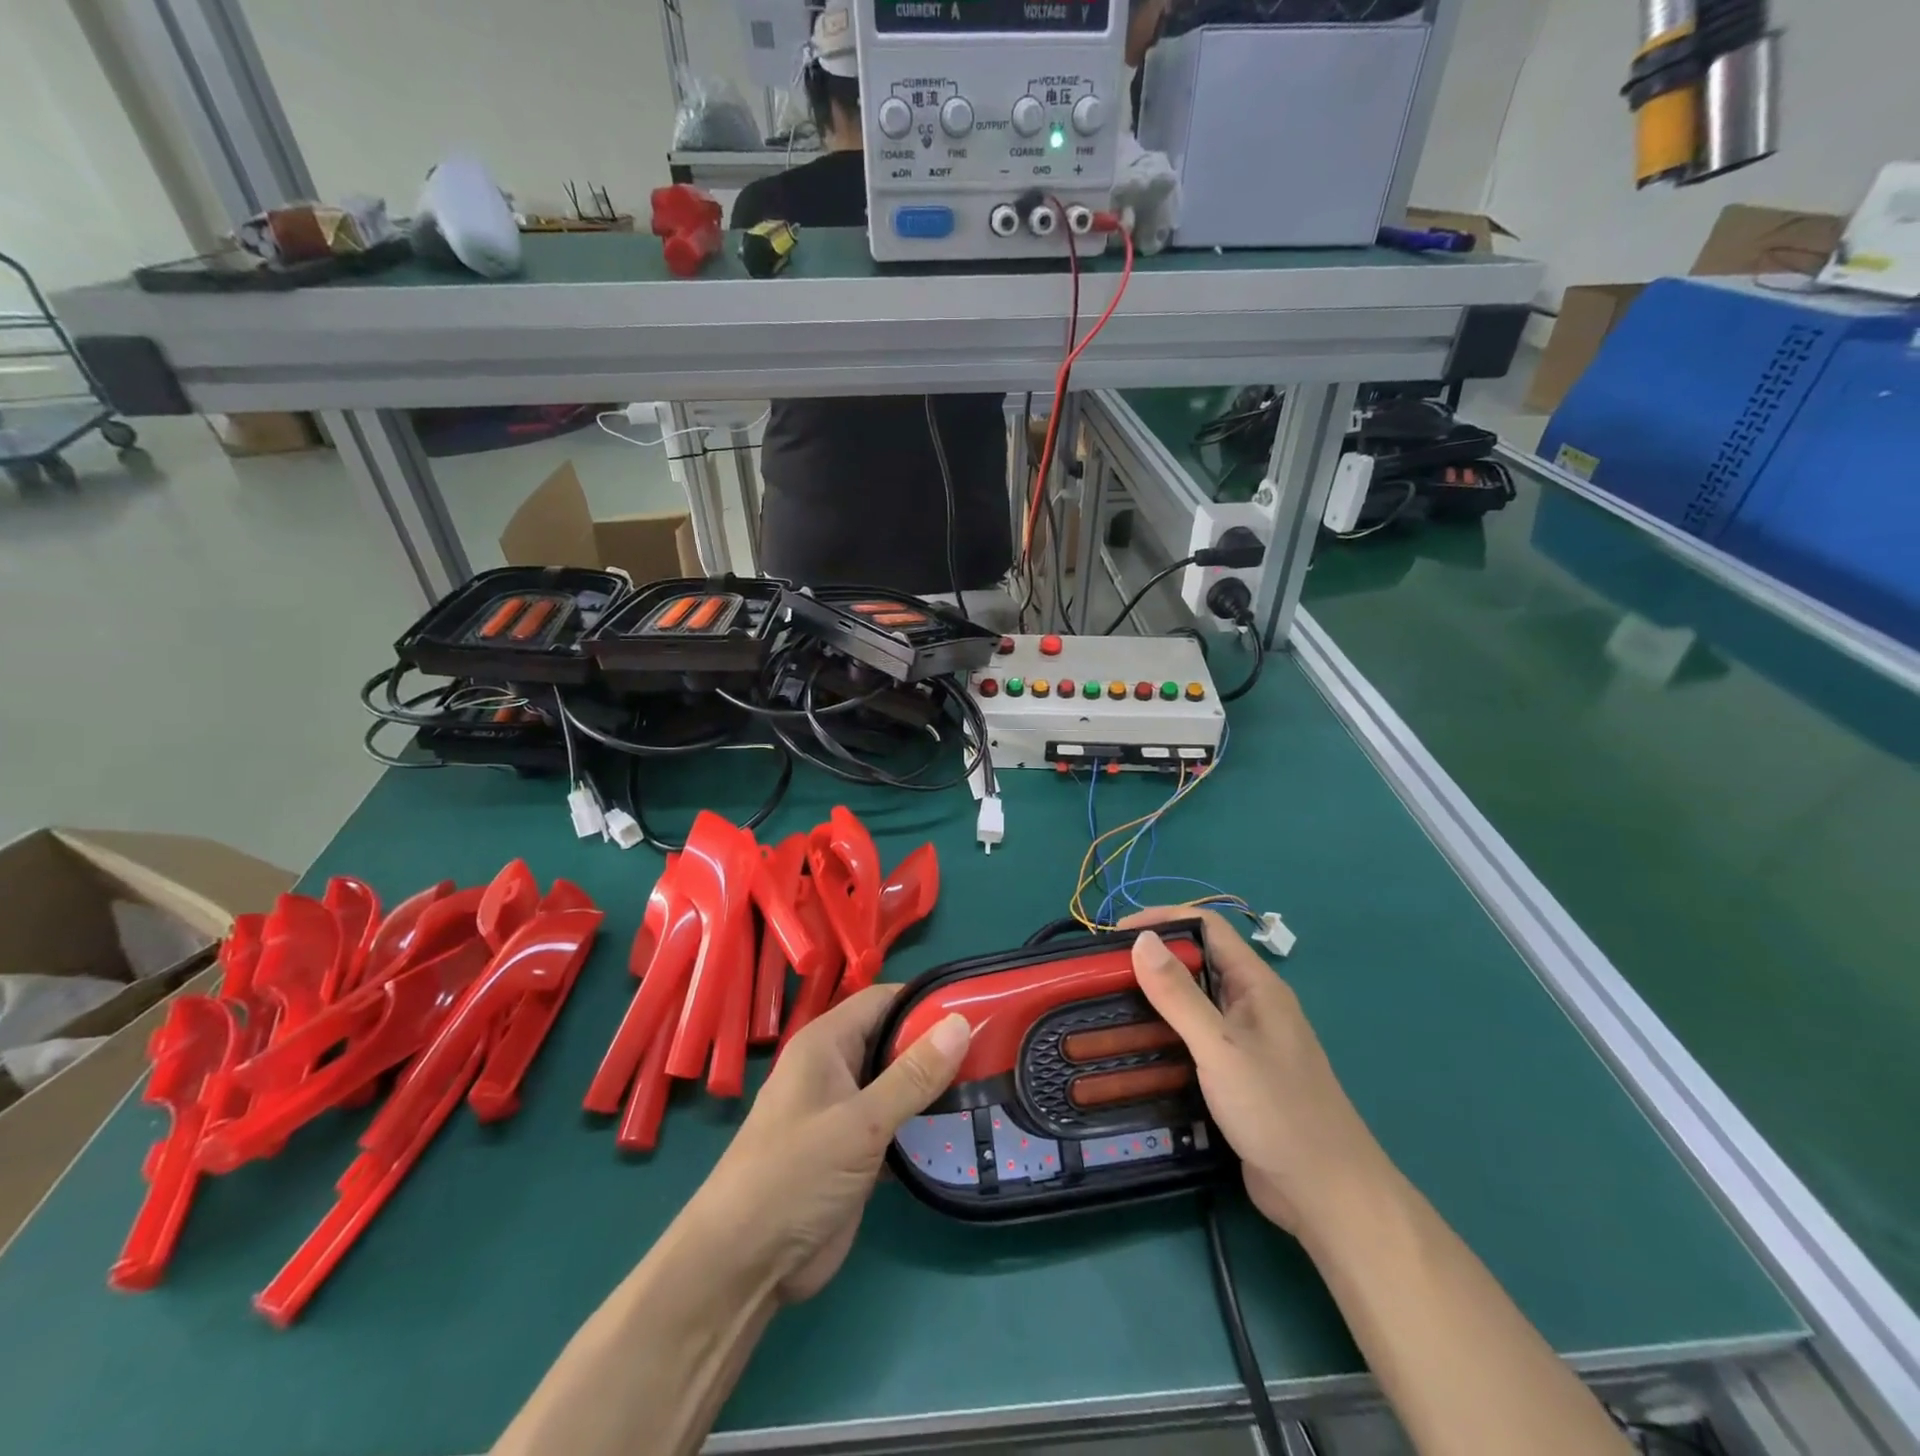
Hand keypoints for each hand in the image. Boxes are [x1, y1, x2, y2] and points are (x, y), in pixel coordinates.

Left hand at [688, 986, 970, 1303]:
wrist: (743, 1266)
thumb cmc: (794, 1175)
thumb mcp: (860, 1123)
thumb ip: (913, 1075)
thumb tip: (961, 1023)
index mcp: (826, 1043)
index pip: (883, 1001)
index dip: (925, 1001)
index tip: (977, 1007)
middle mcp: (835, 1068)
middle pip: (893, 1041)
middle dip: (937, 1046)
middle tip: (993, 1049)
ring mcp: (844, 1112)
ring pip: (897, 1084)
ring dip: (934, 1088)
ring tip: (990, 1084)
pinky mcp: (854, 1152)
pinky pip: (896, 1124)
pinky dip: (923, 1126)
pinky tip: (963, 1130)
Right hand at [1122, 907, 1387, 1237]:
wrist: (1327, 1196)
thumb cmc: (1278, 1111)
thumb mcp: (1220, 1047)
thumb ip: (1179, 994)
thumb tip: (1140, 939)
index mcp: (1256, 985)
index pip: (1206, 928)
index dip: (1162, 920)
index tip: (1116, 934)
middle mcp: (1250, 1006)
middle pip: (1196, 964)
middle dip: (1151, 962)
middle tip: (1102, 975)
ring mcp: (1244, 1043)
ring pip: (1191, 1006)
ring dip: (1153, 1003)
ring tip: (1107, 1009)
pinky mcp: (1234, 1077)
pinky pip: (1192, 1042)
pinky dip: (1164, 1039)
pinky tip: (1135, 1052)